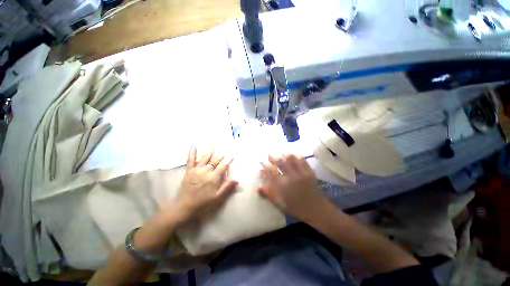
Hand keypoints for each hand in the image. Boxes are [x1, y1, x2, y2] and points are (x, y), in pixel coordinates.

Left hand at [175, 146, 237, 220]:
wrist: (184, 207)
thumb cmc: (203, 203)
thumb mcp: (217, 198)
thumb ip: (227, 187)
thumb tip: (237, 180)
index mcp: (213, 178)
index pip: (223, 166)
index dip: (229, 160)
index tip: (233, 154)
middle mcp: (206, 171)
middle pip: (215, 160)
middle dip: (221, 154)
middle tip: (225, 148)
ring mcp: (196, 170)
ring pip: (205, 157)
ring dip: (209, 150)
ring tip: (212, 143)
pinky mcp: (189, 171)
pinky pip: (190, 160)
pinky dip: (192, 152)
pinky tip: (193, 145)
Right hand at [259, 154, 325, 220]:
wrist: (316, 209)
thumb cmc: (296, 207)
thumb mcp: (280, 204)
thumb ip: (269, 195)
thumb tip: (258, 188)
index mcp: (284, 186)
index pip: (271, 171)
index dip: (265, 165)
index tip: (261, 161)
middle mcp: (291, 177)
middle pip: (280, 162)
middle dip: (273, 156)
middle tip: (269, 154)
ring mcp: (301, 173)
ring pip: (291, 158)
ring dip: (283, 153)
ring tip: (278, 151)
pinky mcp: (309, 171)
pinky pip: (301, 159)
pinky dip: (295, 154)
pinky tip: (291, 152)